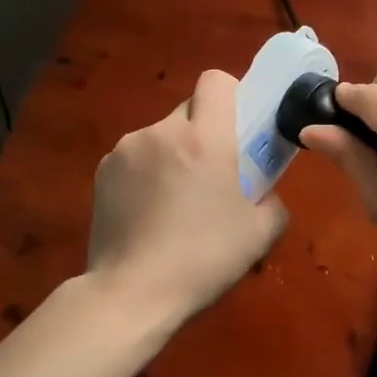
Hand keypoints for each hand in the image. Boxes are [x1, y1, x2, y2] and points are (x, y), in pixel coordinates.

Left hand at [89, 70, 287, 326]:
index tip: (238, 125)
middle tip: (211, 171)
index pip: (216, 80)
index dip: (231, 93)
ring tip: (175, 199)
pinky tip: (148, 211)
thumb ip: (273, 200)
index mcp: (205, 137)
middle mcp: (163, 131)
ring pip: (162, 133)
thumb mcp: (260, 234)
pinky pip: (136, 155)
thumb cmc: (203, 259)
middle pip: (190, 108)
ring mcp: (127, 148)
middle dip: (203, 129)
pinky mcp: (103, 170)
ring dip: (174, 152)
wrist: (130, 295)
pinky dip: (147, 171)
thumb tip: (265, 192)